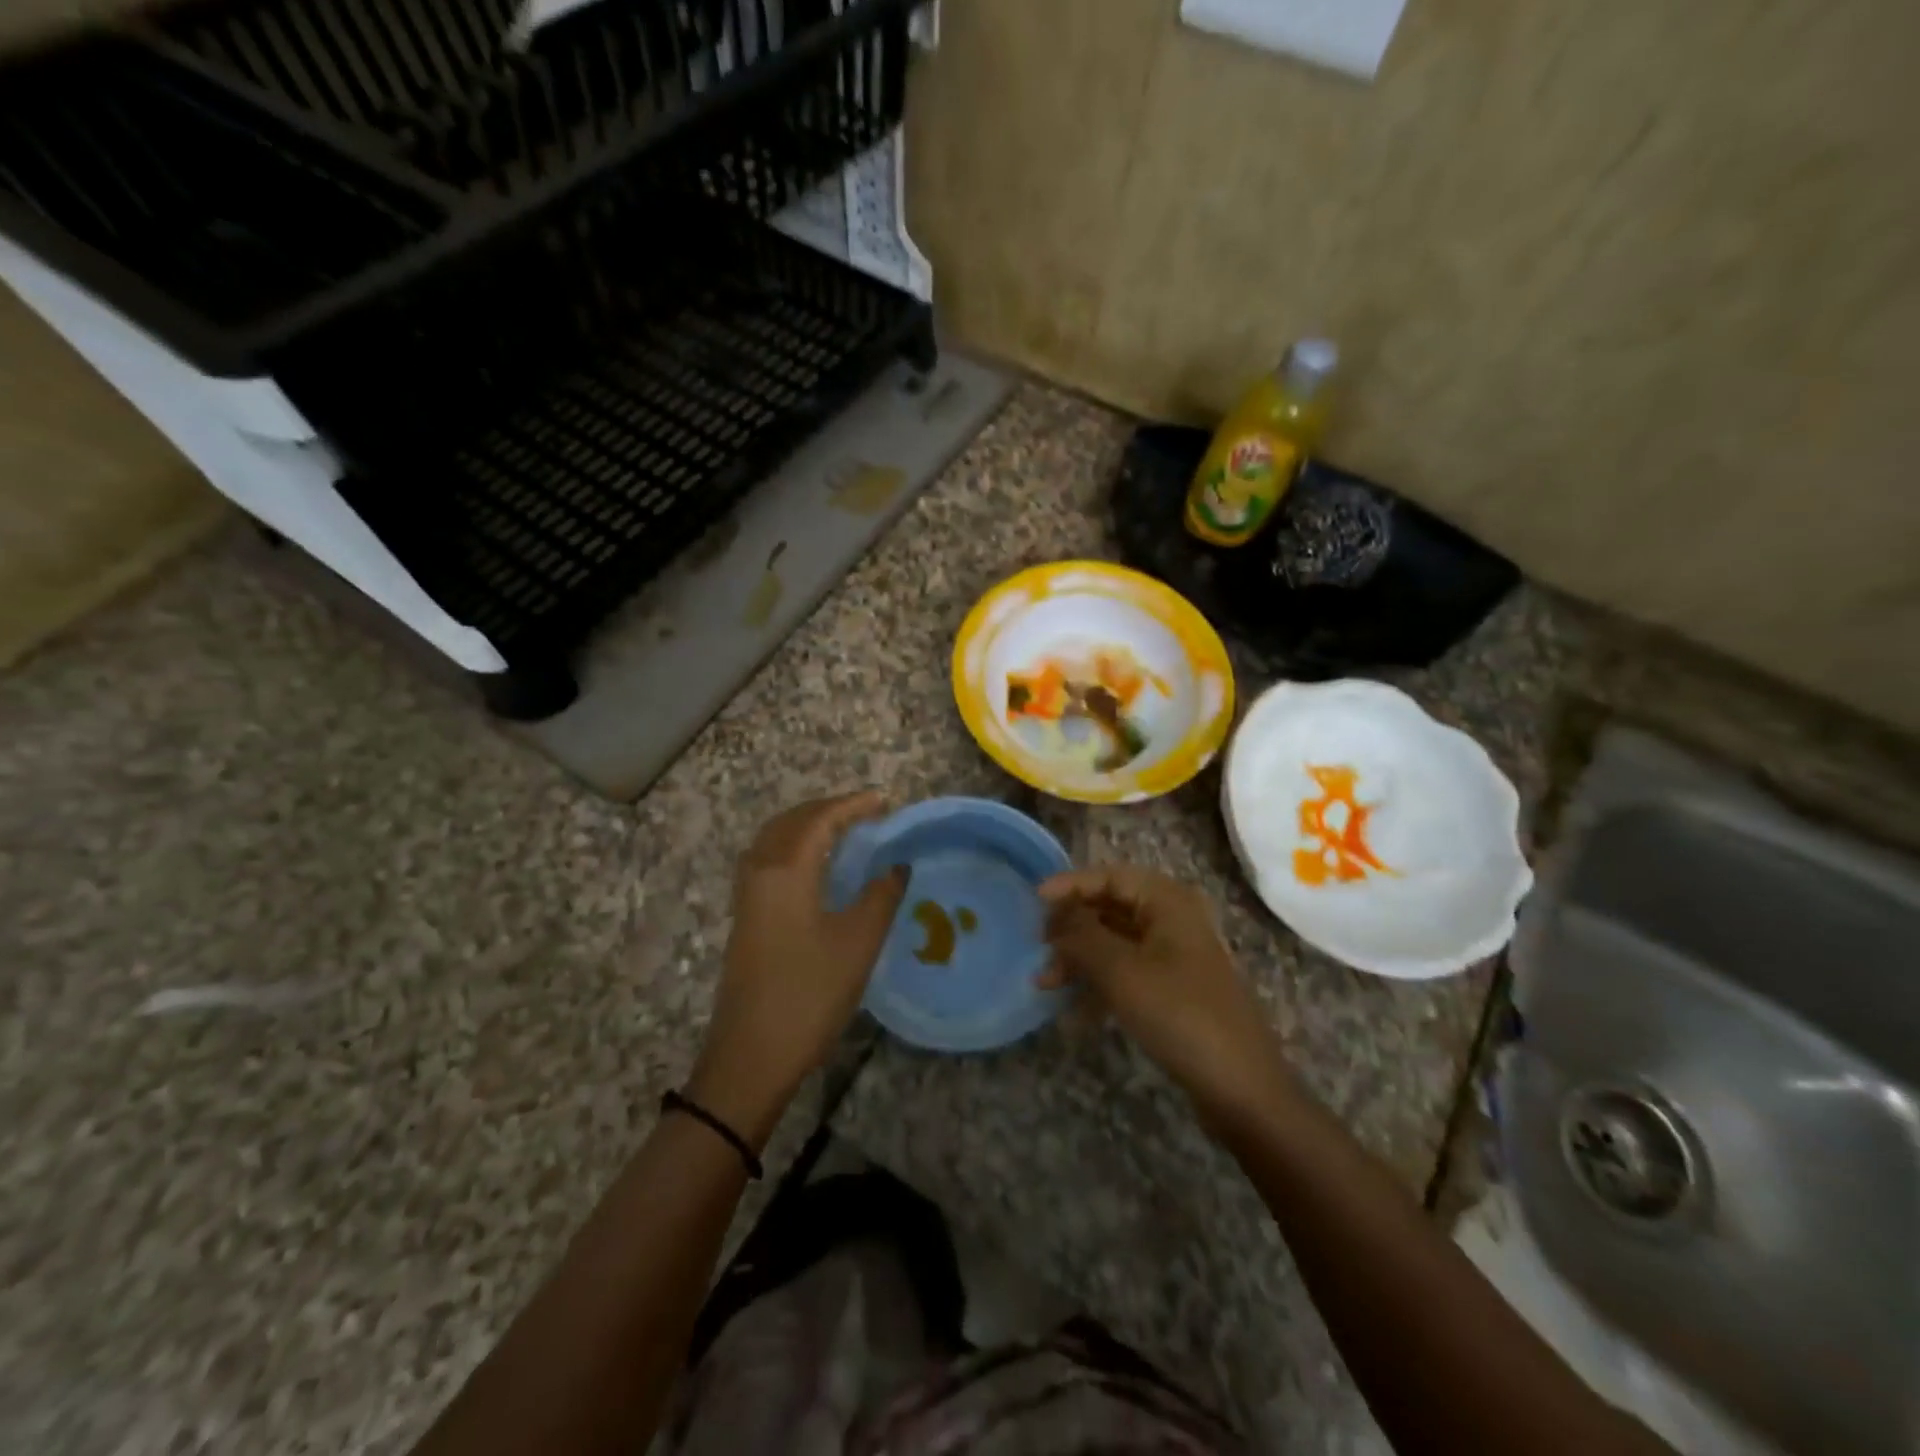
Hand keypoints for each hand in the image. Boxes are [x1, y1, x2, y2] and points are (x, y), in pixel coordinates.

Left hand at [690, 792, 906, 1143]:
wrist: (751, 1054)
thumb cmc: (810, 993)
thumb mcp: (859, 942)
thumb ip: (882, 896)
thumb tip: (897, 865)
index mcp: (786, 869)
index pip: (820, 819)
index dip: (853, 805)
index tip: (885, 801)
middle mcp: (760, 871)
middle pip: (792, 821)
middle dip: (828, 809)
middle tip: (867, 813)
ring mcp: (747, 895)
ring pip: (775, 839)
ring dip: (808, 826)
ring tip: (844, 832)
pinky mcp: (746, 916)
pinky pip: (769, 859)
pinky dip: (795, 846)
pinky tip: (817, 867)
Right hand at [1040, 868, 1290, 1116]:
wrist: (1241, 1087)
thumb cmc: (1179, 1014)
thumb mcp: (1121, 971)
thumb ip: (1082, 935)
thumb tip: (1057, 915)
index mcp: (1168, 901)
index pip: (1110, 876)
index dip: (1070, 885)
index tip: (1034, 900)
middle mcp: (1173, 919)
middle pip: (1111, 908)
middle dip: (1072, 927)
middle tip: (1039, 948)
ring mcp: (1176, 956)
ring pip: (1116, 942)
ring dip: (1080, 958)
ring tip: (1046, 983)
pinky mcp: (1175, 989)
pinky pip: (1128, 971)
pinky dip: (1099, 982)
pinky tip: (1074, 1009)